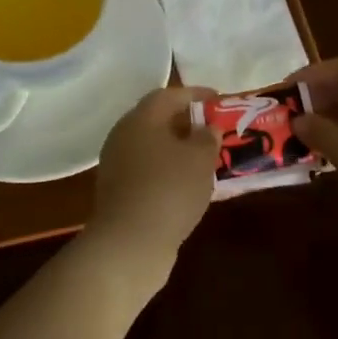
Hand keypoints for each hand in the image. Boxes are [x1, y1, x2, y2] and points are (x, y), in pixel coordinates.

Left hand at [85, 86, 219, 276]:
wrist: (129, 244)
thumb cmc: (169, 190)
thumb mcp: (200, 159)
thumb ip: (207, 138)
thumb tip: (206, 128)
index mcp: (141, 119)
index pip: (169, 95)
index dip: (196, 94)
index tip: (219, 99)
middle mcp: (124, 136)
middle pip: (158, 120)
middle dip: (187, 122)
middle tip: (214, 128)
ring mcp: (118, 165)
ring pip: (154, 147)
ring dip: (179, 149)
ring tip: (207, 157)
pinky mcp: (119, 192)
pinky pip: (149, 171)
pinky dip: (170, 171)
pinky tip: (190, 184)